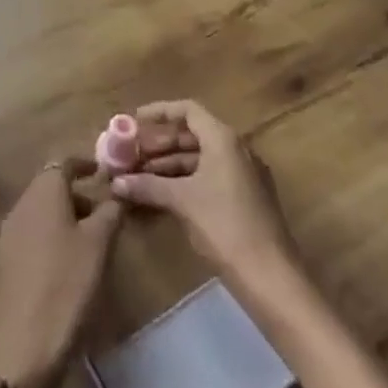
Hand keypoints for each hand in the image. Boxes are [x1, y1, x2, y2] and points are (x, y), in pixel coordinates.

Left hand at [0, 157, 121, 387]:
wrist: (26, 342)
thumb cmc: (68, 281)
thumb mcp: (99, 244)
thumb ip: (110, 211)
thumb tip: (117, 191)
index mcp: (44, 190)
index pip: (64, 162)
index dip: (85, 164)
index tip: (105, 173)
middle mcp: (23, 202)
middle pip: (51, 184)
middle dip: (78, 192)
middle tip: (105, 210)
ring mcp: (11, 231)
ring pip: (42, 209)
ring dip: (66, 214)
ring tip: (93, 237)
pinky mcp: (8, 259)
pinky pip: (34, 231)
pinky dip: (54, 233)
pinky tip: (70, 259)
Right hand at [114, 100, 298, 284]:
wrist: (271, 277)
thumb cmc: (224, 226)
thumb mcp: (182, 201)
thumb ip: (148, 186)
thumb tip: (116, 182)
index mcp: (223, 139)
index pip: (188, 110)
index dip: (159, 112)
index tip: (134, 120)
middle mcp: (236, 149)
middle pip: (192, 134)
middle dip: (160, 143)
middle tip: (132, 154)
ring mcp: (244, 174)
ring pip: (200, 158)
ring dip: (170, 165)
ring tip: (140, 176)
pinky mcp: (246, 198)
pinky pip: (210, 176)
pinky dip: (186, 180)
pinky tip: (163, 195)